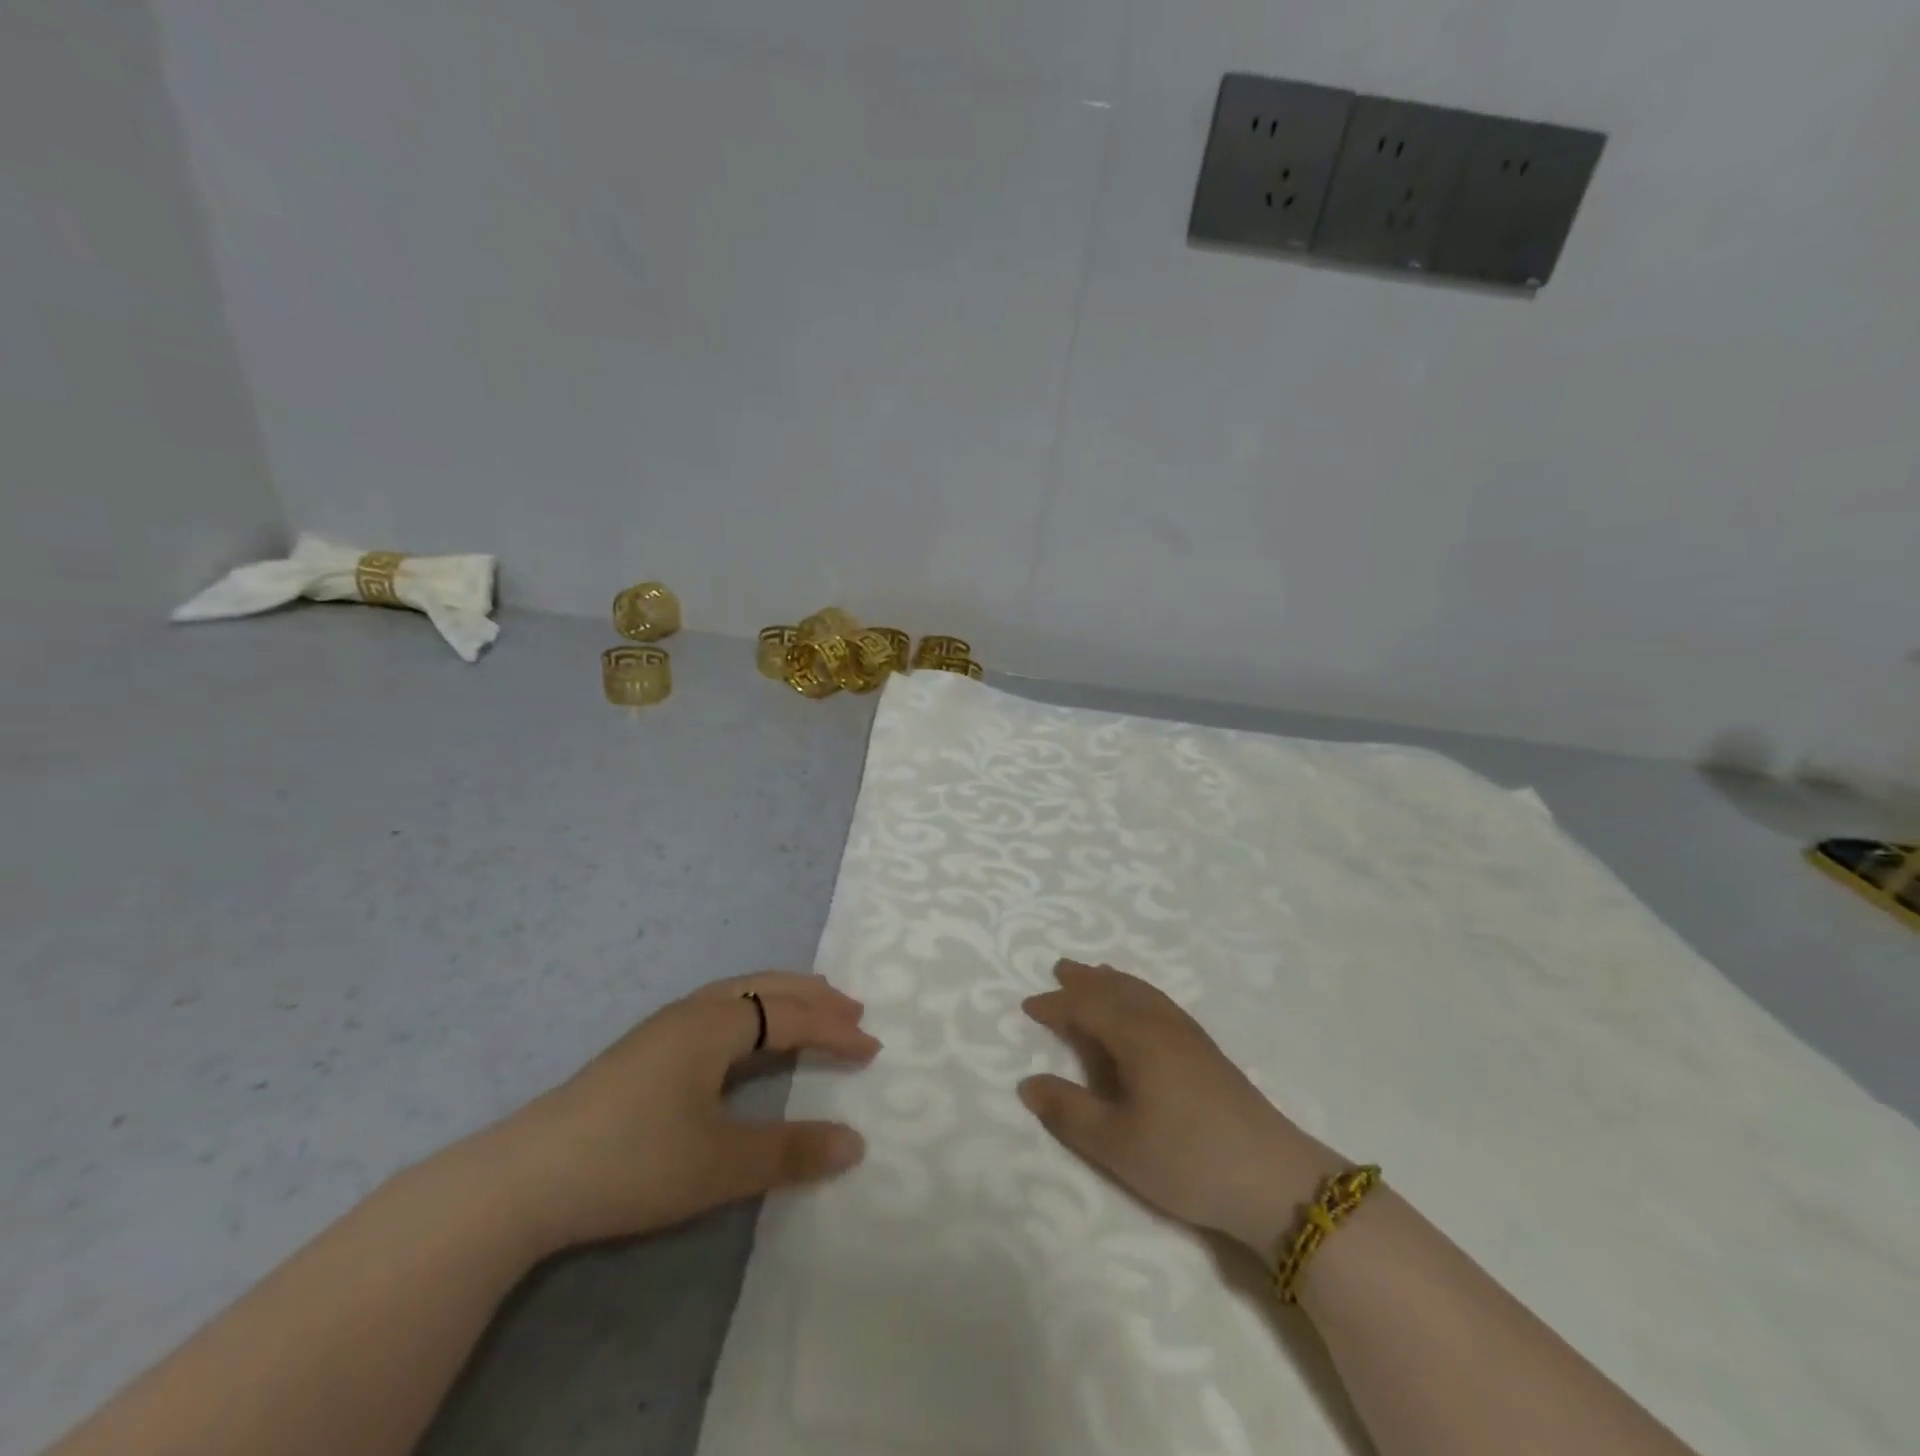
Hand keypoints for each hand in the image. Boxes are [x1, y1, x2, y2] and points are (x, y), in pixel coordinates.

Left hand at [478, 972, 879, 1252]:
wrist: (523, 1179)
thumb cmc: (633, 1161)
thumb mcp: (720, 1164)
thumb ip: (790, 1152)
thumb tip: (856, 1142)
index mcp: (716, 1025)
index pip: (792, 1016)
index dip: (835, 1030)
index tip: (873, 1050)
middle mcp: (693, 1012)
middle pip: (766, 988)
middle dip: (813, 997)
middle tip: (853, 1010)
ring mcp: (662, 1028)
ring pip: (737, 994)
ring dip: (781, 999)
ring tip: (810, 1011)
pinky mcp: (642, 1050)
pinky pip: (717, 1010)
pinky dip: (752, 1012)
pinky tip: (744, 1038)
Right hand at [1019, 960, 1342, 1258]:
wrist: (1273, 1179)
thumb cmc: (1186, 1159)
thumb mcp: (1116, 1144)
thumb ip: (1069, 1112)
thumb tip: (1027, 1083)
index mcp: (1135, 1037)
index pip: (1087, 1008)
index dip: (1056, 1005)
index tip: (1029, 1005)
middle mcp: (1160, 1024)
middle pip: (1117, 990)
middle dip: (1085, 980)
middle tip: (1061, 968)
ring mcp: (1188, 1036)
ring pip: (1143, 993)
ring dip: (1115, 981)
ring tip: (1097, 974)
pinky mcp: (1207, 1052)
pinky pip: (1161, 1003)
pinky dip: (1140, 993)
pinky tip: (1144, 1007)